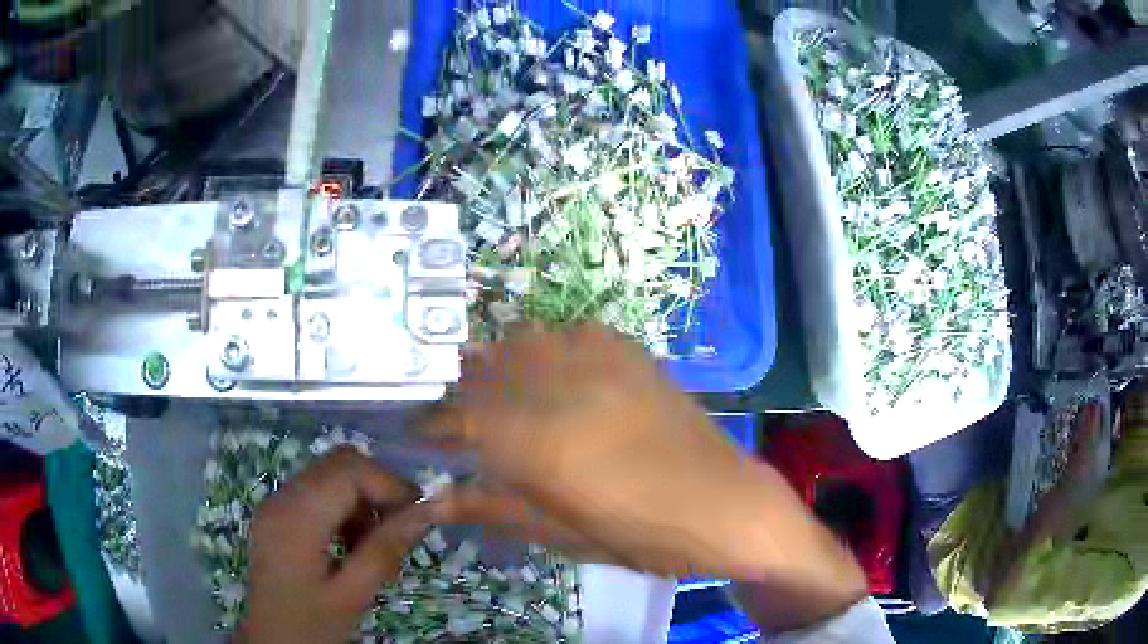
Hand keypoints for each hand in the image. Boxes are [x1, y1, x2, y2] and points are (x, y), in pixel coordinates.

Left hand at [236, 449, 432, 643]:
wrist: (271, 641)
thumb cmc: (310, 624)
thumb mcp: (352, 594)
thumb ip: (386, 550)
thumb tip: (427, 512)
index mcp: (297, 517)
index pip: (348, 470)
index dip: (389, 484)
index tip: (419, 514)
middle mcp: (282, 498)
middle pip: (338, 464)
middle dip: (377, 489)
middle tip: (400, 528)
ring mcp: (275, 503)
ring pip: (329, 475)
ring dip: (360, 500)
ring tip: (375, 544)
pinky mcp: (277, 514)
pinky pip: (316, 492)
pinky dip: (342, 508)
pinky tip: (351, 545)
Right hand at [429, 323, 866, 625]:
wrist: (724, 504)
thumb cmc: (641, 535)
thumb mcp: (561, 535)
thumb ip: (493, 508)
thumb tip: (436, 499)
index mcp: (538, 443)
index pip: (459, 417)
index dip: (432, 423)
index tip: (418, 430)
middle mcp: (560, 388)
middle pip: (485, 367)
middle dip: (460, 387)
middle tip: (457, 413)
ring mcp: (600, 361)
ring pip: (525, 338)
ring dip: (503, 361)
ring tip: (504, 391)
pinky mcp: (631, 352)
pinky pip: (573, 331)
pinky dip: (552, 347)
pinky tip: (561, 374)